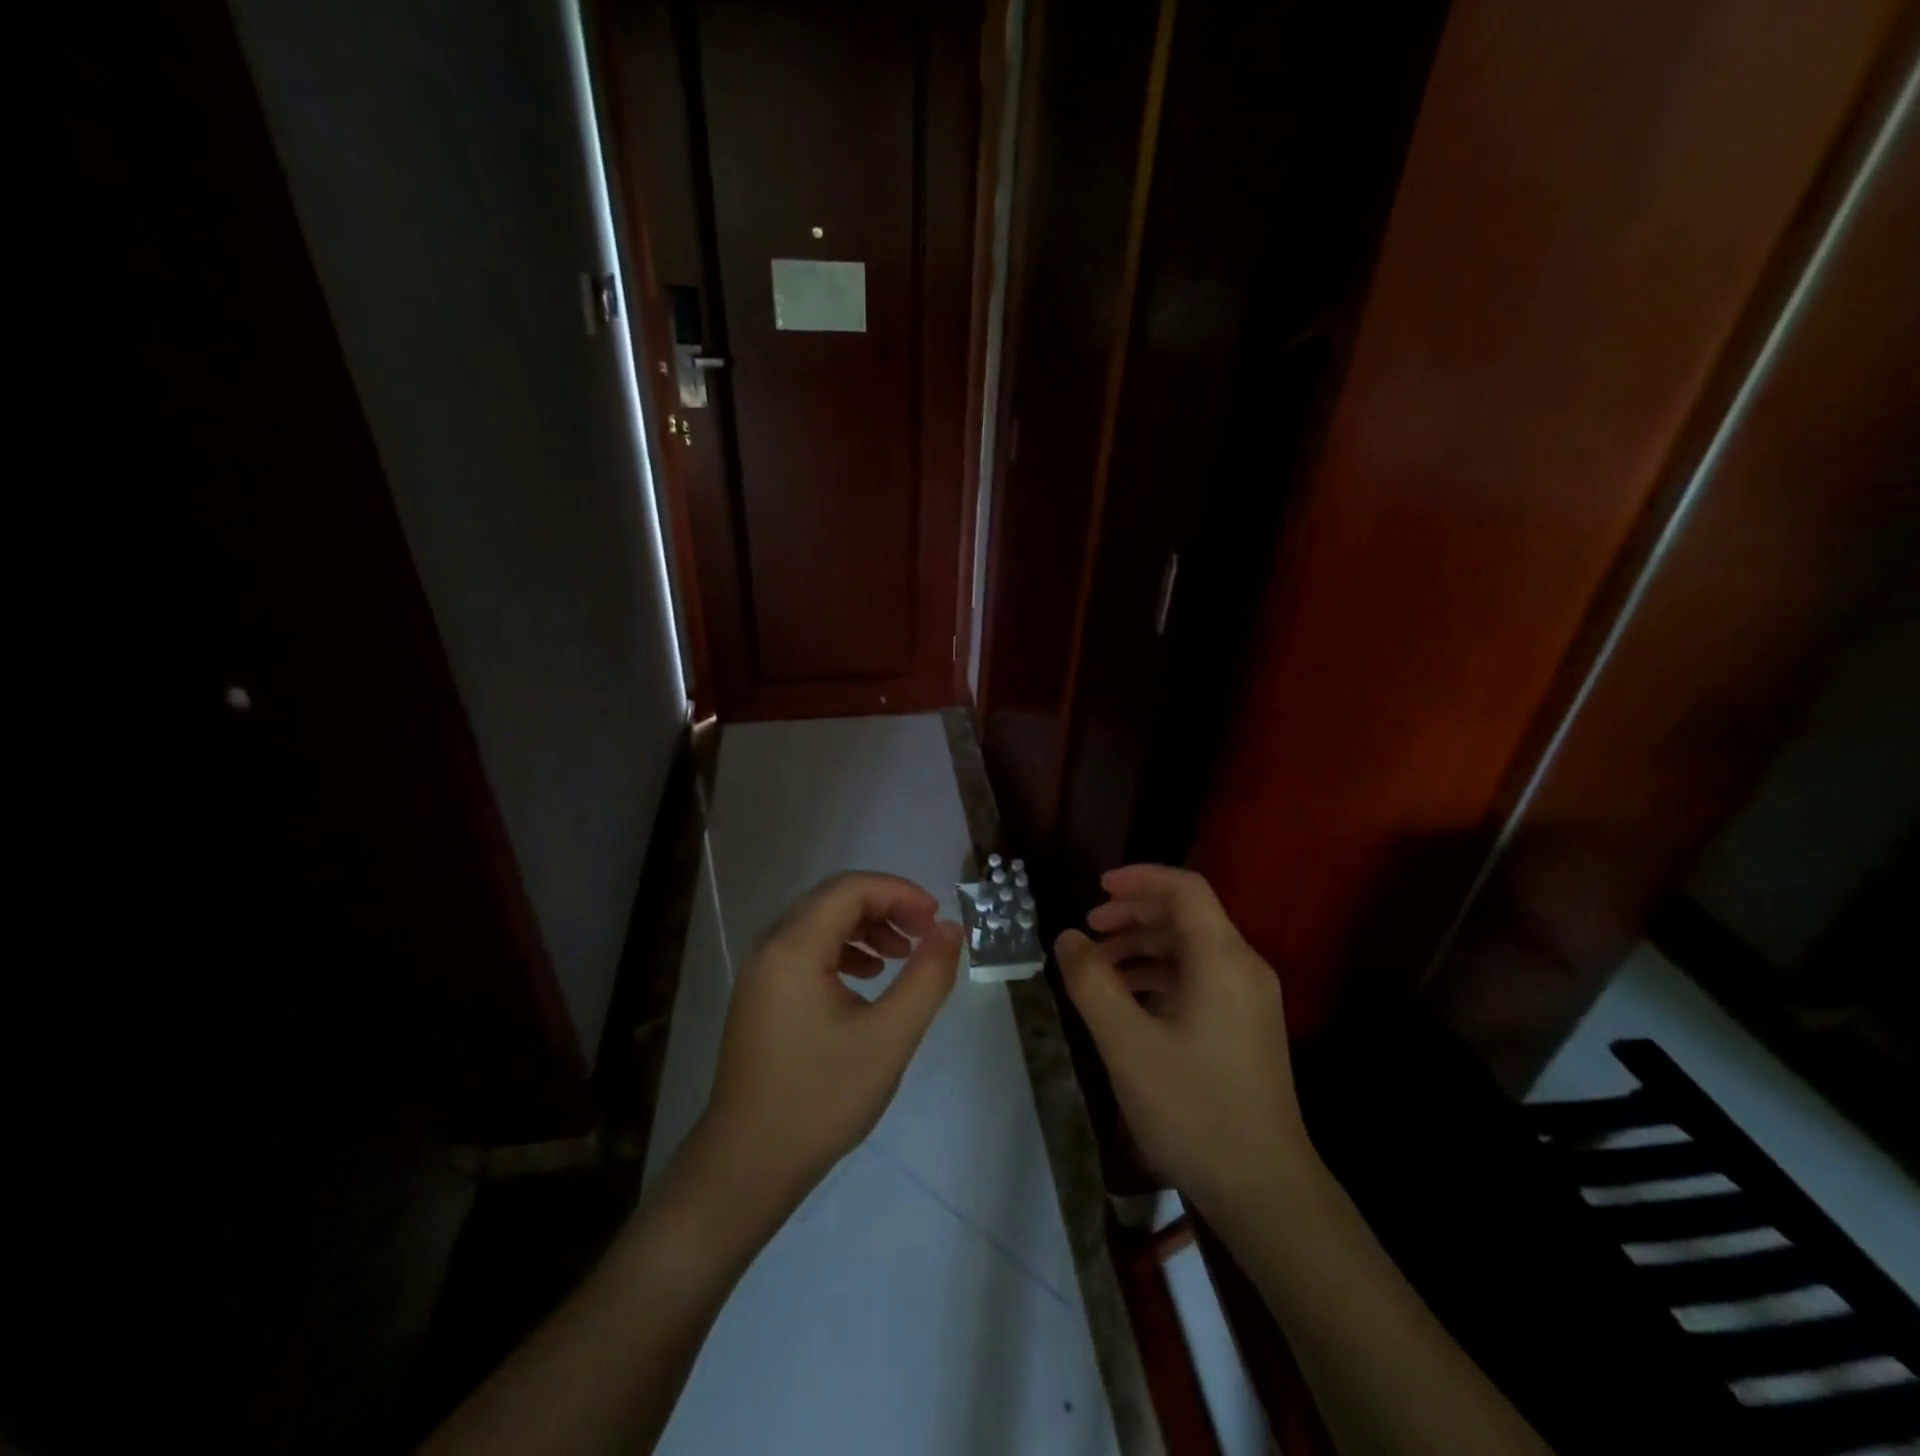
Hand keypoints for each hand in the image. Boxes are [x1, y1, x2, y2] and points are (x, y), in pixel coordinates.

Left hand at [696, 872, 961, 1221]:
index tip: (936, 920)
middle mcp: (770, 948)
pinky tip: (867, 980)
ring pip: (820, 924)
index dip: (899, 892)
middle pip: (833, 900)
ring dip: (866, 928)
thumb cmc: (820, 1100)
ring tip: (902, 957)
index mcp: (793, 948)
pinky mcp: (761, 997)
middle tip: (925, 934)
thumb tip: (951, 929)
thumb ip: (927, 977)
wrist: (747, 1167)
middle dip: (885, 907)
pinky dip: (843, 952)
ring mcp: (760, 973)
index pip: (850, 889)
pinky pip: (807, 952)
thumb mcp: (888, 1038)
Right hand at [1055, 865, 1310, 1222]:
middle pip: (1186, 915)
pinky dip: (1160, 976)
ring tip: (1098, 970)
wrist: (1265, 1190)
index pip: (1185, 888)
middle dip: (1133, 915)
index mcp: (1222, 958)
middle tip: (1088, 931)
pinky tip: (1128, 1001)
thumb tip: (1067, 936)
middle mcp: (1243, 966)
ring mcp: (1249, 998)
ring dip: (1142, 948)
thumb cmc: (1193, 1108)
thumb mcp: (1126, 1043)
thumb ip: (1091, 982)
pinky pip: (1199, 978)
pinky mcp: (1246, 1025)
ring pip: (1190, 948)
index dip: (1139, 879)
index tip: (1096, 889)